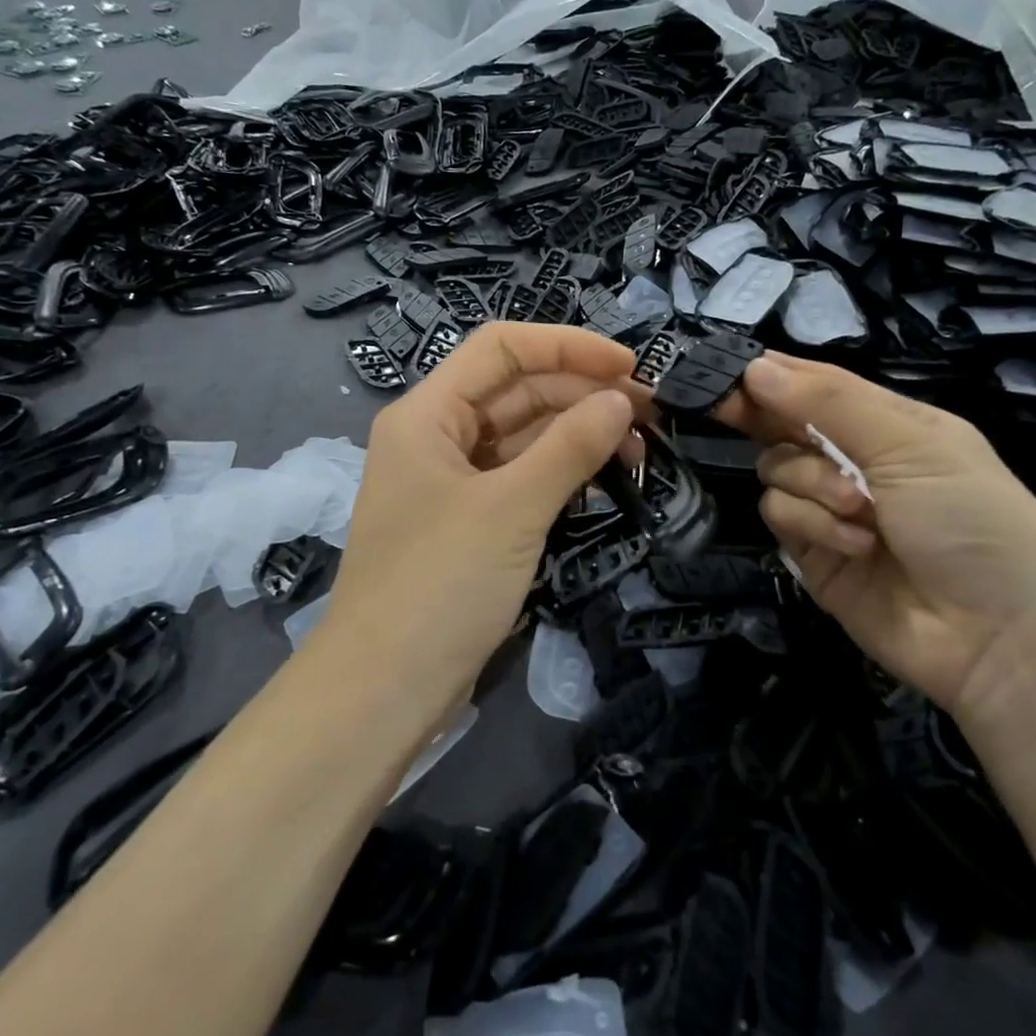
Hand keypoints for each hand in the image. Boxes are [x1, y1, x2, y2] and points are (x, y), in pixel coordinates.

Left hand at [316, 323, 642, 704]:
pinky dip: (561, 473)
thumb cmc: (439, 586)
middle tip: (650, 415)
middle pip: (516, 390)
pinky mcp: (471, 521)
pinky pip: (521, 477)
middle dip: (581, 393)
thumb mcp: (511, 509)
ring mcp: (453, 481)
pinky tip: (604, 477)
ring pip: (523, 436)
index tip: (629, 366)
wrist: (385, 689)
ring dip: (578, 434)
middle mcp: (437, 436)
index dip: (567, 346)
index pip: (501, 348)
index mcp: (427, 414)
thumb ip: (569, 448)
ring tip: (639, 449)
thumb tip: (621, 402)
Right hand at [718, 353, 1035, 717]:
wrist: (997, 637)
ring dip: (811, 483)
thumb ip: (829, 402)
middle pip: (783, 425)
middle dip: (760, 416)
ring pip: (775, 470)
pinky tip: (856, 544)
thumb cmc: (971, 518)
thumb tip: (754, 365)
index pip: (816, 384)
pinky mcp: (812, 553)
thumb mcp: (911, 444)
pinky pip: (780, 516)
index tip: (726, 366)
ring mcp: (829, 508)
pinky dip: (812, 525)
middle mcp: (854, 460)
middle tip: (723, 408)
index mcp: (887, 424)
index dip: (772, 373)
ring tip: (859, 510)